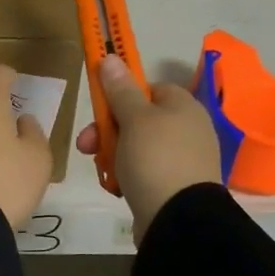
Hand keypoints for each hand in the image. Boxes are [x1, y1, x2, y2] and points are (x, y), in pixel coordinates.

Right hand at [76, 55, 221, 243]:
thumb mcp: (135, 119)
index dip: (122, 96)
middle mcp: (187, 129)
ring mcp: (182, 160)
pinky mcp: (173, 186)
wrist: (179, 218)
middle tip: (87, 145)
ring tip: (103, 171)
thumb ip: (121, 89)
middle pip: (137, 120)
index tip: (101, 108)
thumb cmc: (156, 159)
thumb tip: (112, 56)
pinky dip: (126, 176)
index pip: (149, 89)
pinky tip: (116, 187)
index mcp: (183, 107)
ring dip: (112, 155)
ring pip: (135, 147)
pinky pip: (142, 172)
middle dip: (107, 131)